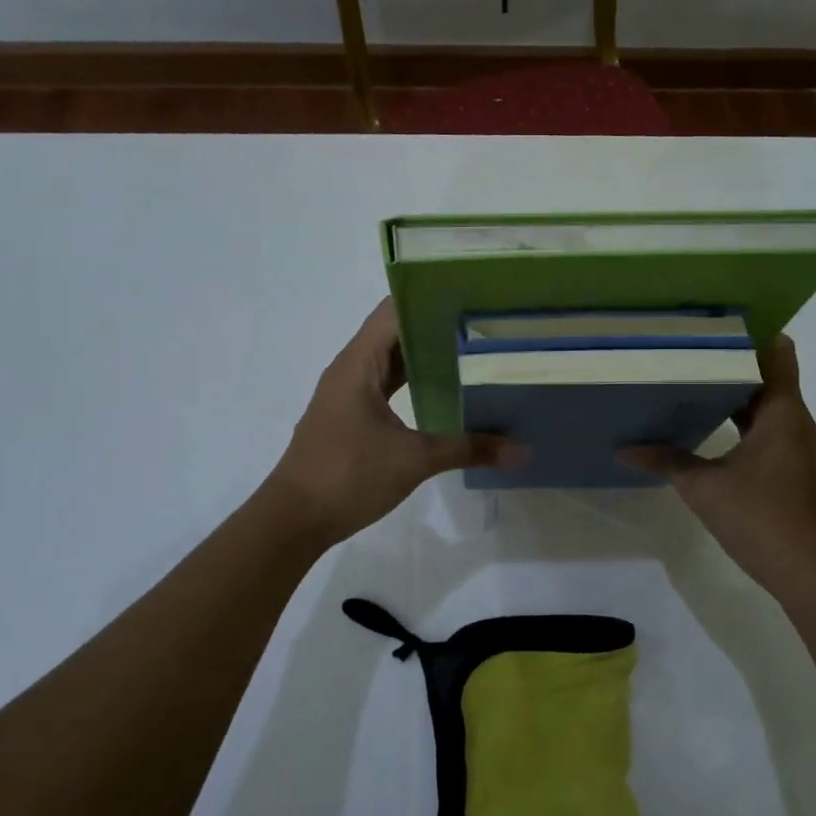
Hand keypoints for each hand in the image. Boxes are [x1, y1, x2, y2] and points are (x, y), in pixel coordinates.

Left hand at [262, 300, 524, 546]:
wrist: (294, 519)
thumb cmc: (348, 475)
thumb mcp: (414, 460)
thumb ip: (469, 449)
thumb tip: (521, 451)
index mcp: (358, 363)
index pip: (395, 310)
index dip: (430, 298)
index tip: (471, 296)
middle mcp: (351, 369)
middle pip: (395, 332)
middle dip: (436, 326)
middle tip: (485, 323)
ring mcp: (348, 394)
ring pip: (391, 361)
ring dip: (425, 356)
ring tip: (473, 351)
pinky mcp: (351, 417)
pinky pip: (386, 385)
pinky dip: (413, 382)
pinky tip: (444, 391)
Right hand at [619, 336, 815, 599]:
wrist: (806, 571)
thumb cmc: (760, 517)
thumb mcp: (704, 487)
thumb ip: (666, 460)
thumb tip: (625, 447)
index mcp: (782, 412)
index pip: (777, 351)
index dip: (751, 332)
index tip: (714, 321)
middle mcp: (794, 420)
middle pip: (767, 375)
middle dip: (731, 360)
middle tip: (687, 347)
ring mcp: (794, 445)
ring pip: (765, 403)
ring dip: (734, 391)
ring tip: (690, 377)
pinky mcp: (788, 466)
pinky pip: (764, 427)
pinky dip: (740, 419)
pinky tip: (706, 423)